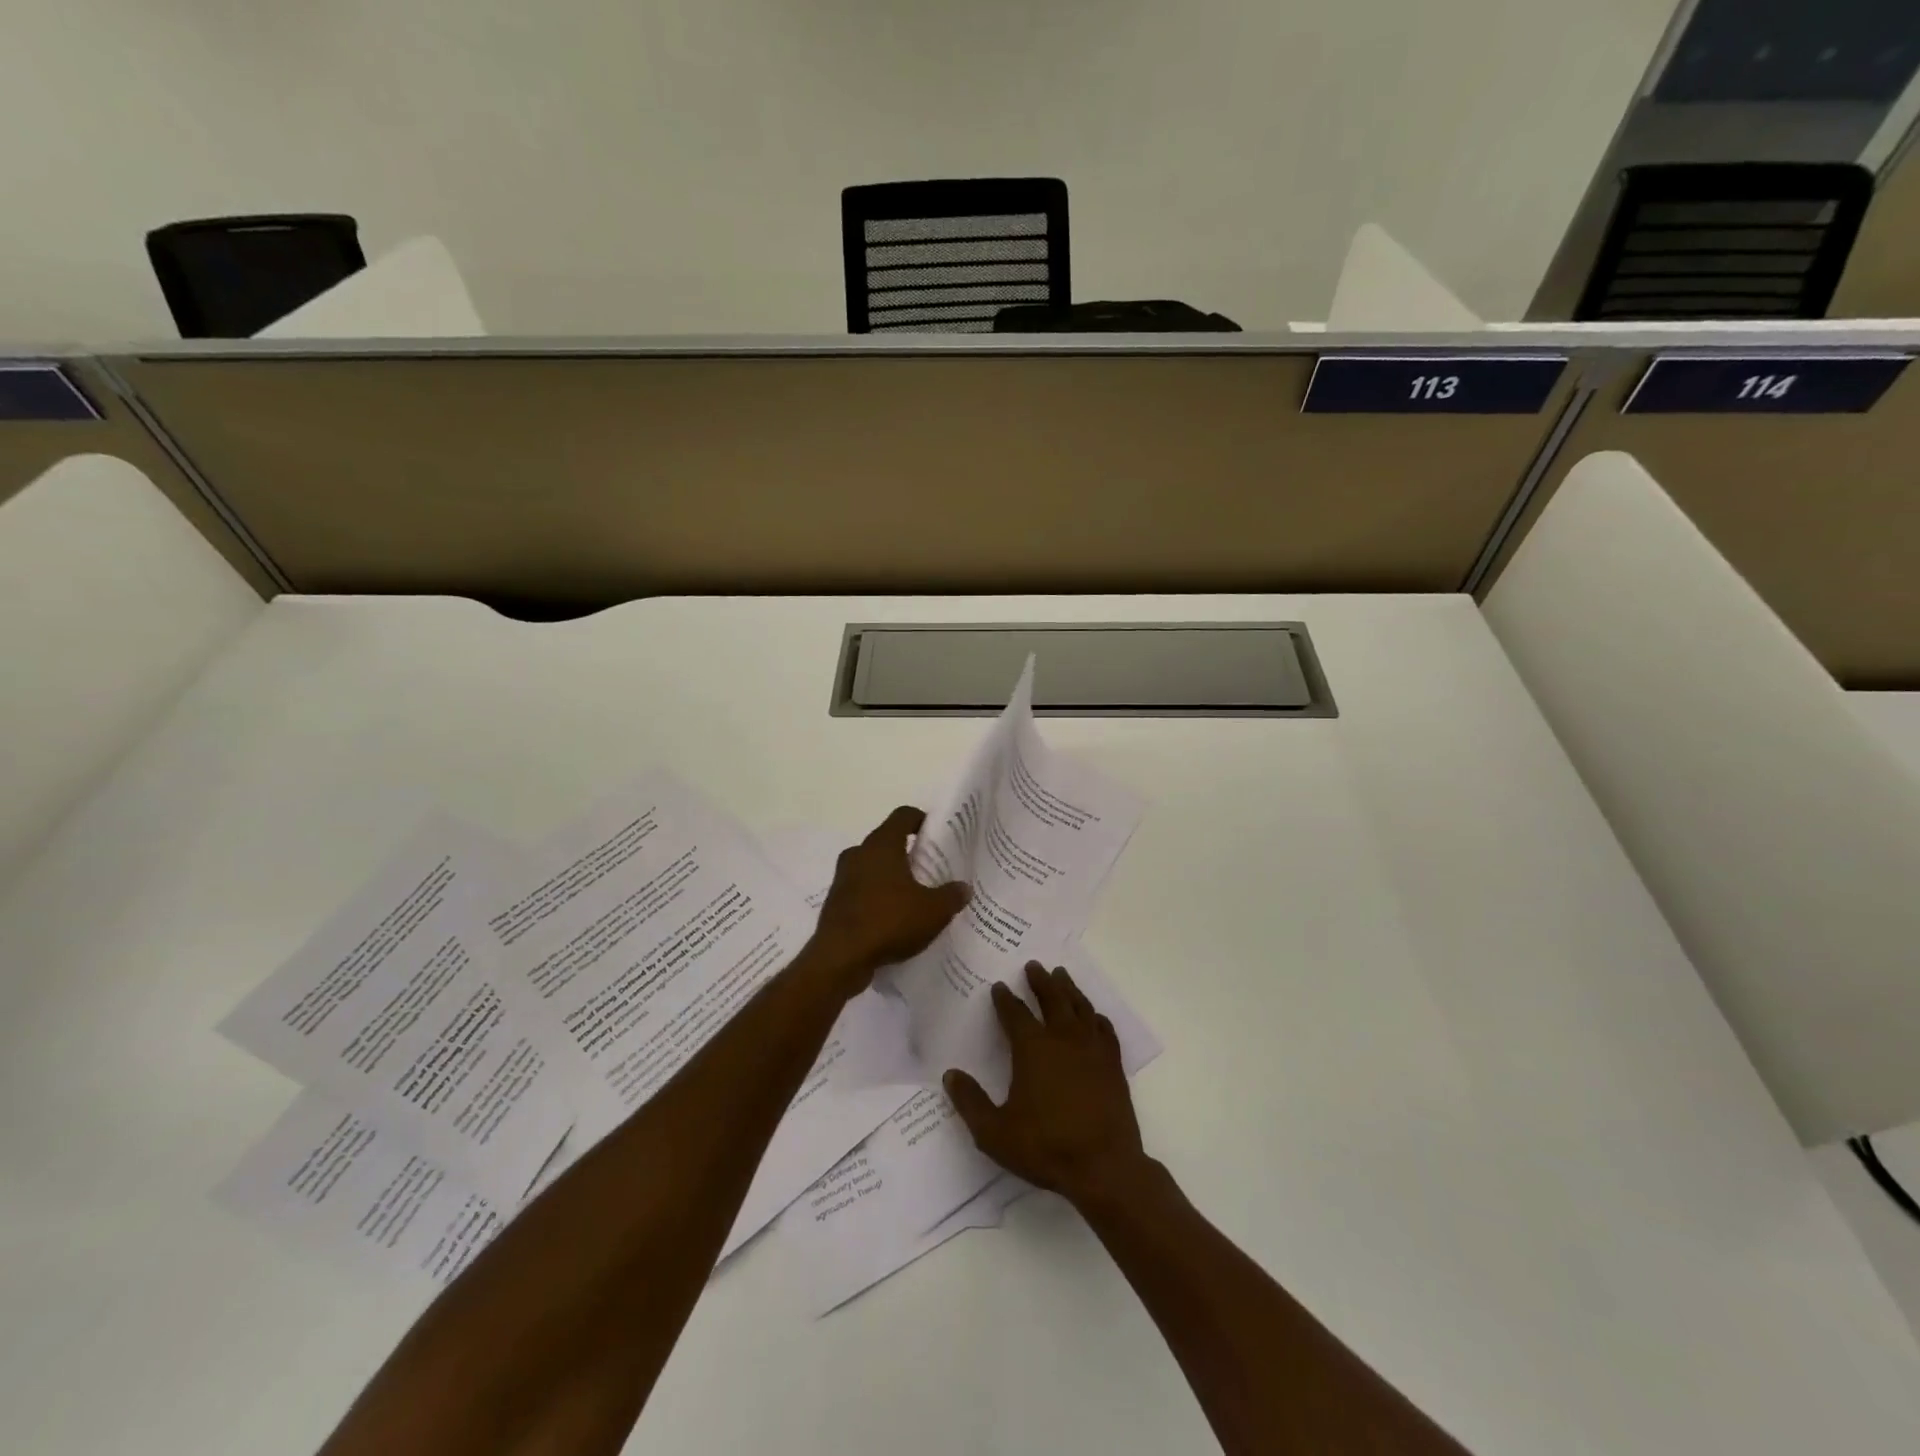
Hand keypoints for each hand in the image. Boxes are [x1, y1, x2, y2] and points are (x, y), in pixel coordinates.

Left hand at [808, 806, 969, 994]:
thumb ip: (951, 896)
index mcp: (881, 845)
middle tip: (931, 868)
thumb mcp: (933, 911)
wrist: (840, 959)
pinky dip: (877, 898)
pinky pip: (862, 891)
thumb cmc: (889, 922)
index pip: (903, 816)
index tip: (937, 834)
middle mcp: (858, 854)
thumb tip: (964, 887)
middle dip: (908, 852)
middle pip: (887, 841)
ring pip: (872, 867)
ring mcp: (842, 879)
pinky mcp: (835, 903)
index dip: (921, 819)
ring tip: (915, 895)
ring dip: (891, 877)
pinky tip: (894, 919)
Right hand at [945, 961, 1149, 1208]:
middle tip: (1034, 965)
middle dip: (1040, 980)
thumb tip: (950, 1075)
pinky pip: (1105, 1029)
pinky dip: (1097, 1017)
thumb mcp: (995, 1132)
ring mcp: (1092, 1049)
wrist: (1104, 1167)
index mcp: (1033, 1048)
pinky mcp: (1113, 1064)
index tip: (999, 986)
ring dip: (1068, 988)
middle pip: (1052, 998)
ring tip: (1061, 975)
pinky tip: (1094, 1015)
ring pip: (1080, 1007)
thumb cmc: (1046, 1147)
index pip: (1015, 1014)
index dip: (1005, 999)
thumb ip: (970, 1102)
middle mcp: (1063, 1038)